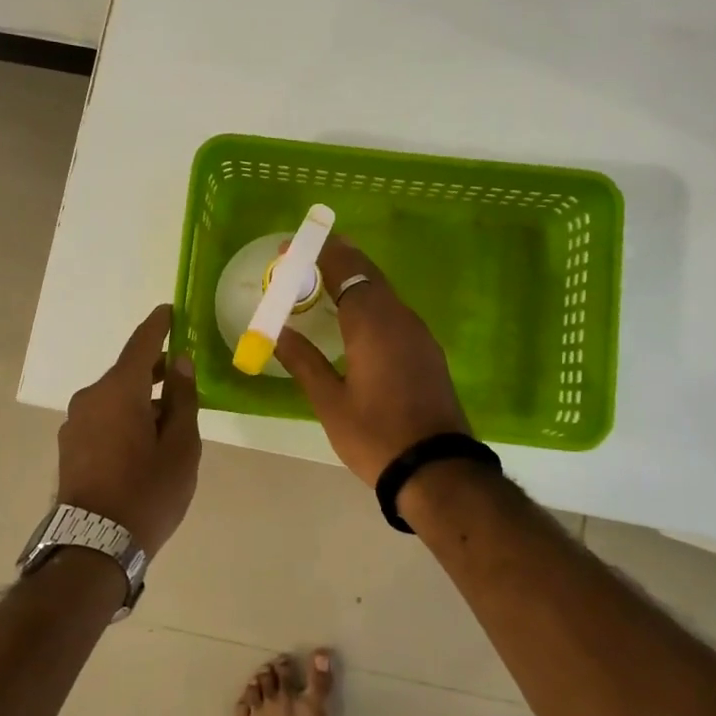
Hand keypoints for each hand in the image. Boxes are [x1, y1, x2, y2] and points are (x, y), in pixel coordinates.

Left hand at [57, 304, 201, 554]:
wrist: (93, 545)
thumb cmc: (147, 492)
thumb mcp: (181, 446)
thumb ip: (183, 399)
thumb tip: (180, 363)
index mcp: (120, 390)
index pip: (142, 343)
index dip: (159, 325)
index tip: (172, 310)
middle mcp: (91, 397)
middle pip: (127, 371)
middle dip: (155, 369)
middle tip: (184, 375)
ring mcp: (75, 422)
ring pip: (114, 397)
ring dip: (140, 398)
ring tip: (169, 418)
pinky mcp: (69, 445)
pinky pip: (102, 417)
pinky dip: (124, 416)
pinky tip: (143, 441)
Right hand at [274, 237, 471, 485]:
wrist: (437, 469)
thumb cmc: (376, 435)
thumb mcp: (330, 402)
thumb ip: (304, 361)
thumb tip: (278, 333)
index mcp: (372, 324)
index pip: (346, 271)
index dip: (319, 253)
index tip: (293, 245)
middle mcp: (399, 319)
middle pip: (369, 274)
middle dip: (339, 259)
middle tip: (307, 255)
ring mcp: (419, 334)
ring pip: (384, 292)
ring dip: (356, 279)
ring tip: (325, 280)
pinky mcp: (428, 351)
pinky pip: (395, 312)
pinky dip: (371, 302)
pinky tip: (357, 318)